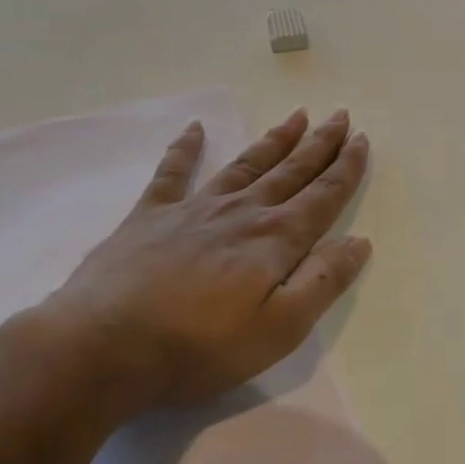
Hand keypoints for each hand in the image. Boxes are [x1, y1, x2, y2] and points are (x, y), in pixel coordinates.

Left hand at [29, 108, 371, 413]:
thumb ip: (321, 283)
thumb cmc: (197, 348)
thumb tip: (359, 242)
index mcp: (274, 240)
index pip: (322, 197)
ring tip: (296, 116)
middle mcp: (240, 213)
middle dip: (319, 144)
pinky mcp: (149, 216)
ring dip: (274, 140)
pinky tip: (195, 129)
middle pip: (290, 172)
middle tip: (340, 115)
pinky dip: (185, 149)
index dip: (346, 169)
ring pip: (245, 165)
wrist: (102, 347)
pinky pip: (172, 173)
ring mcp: (193, 209)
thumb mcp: (277, 330)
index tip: (362, 139)